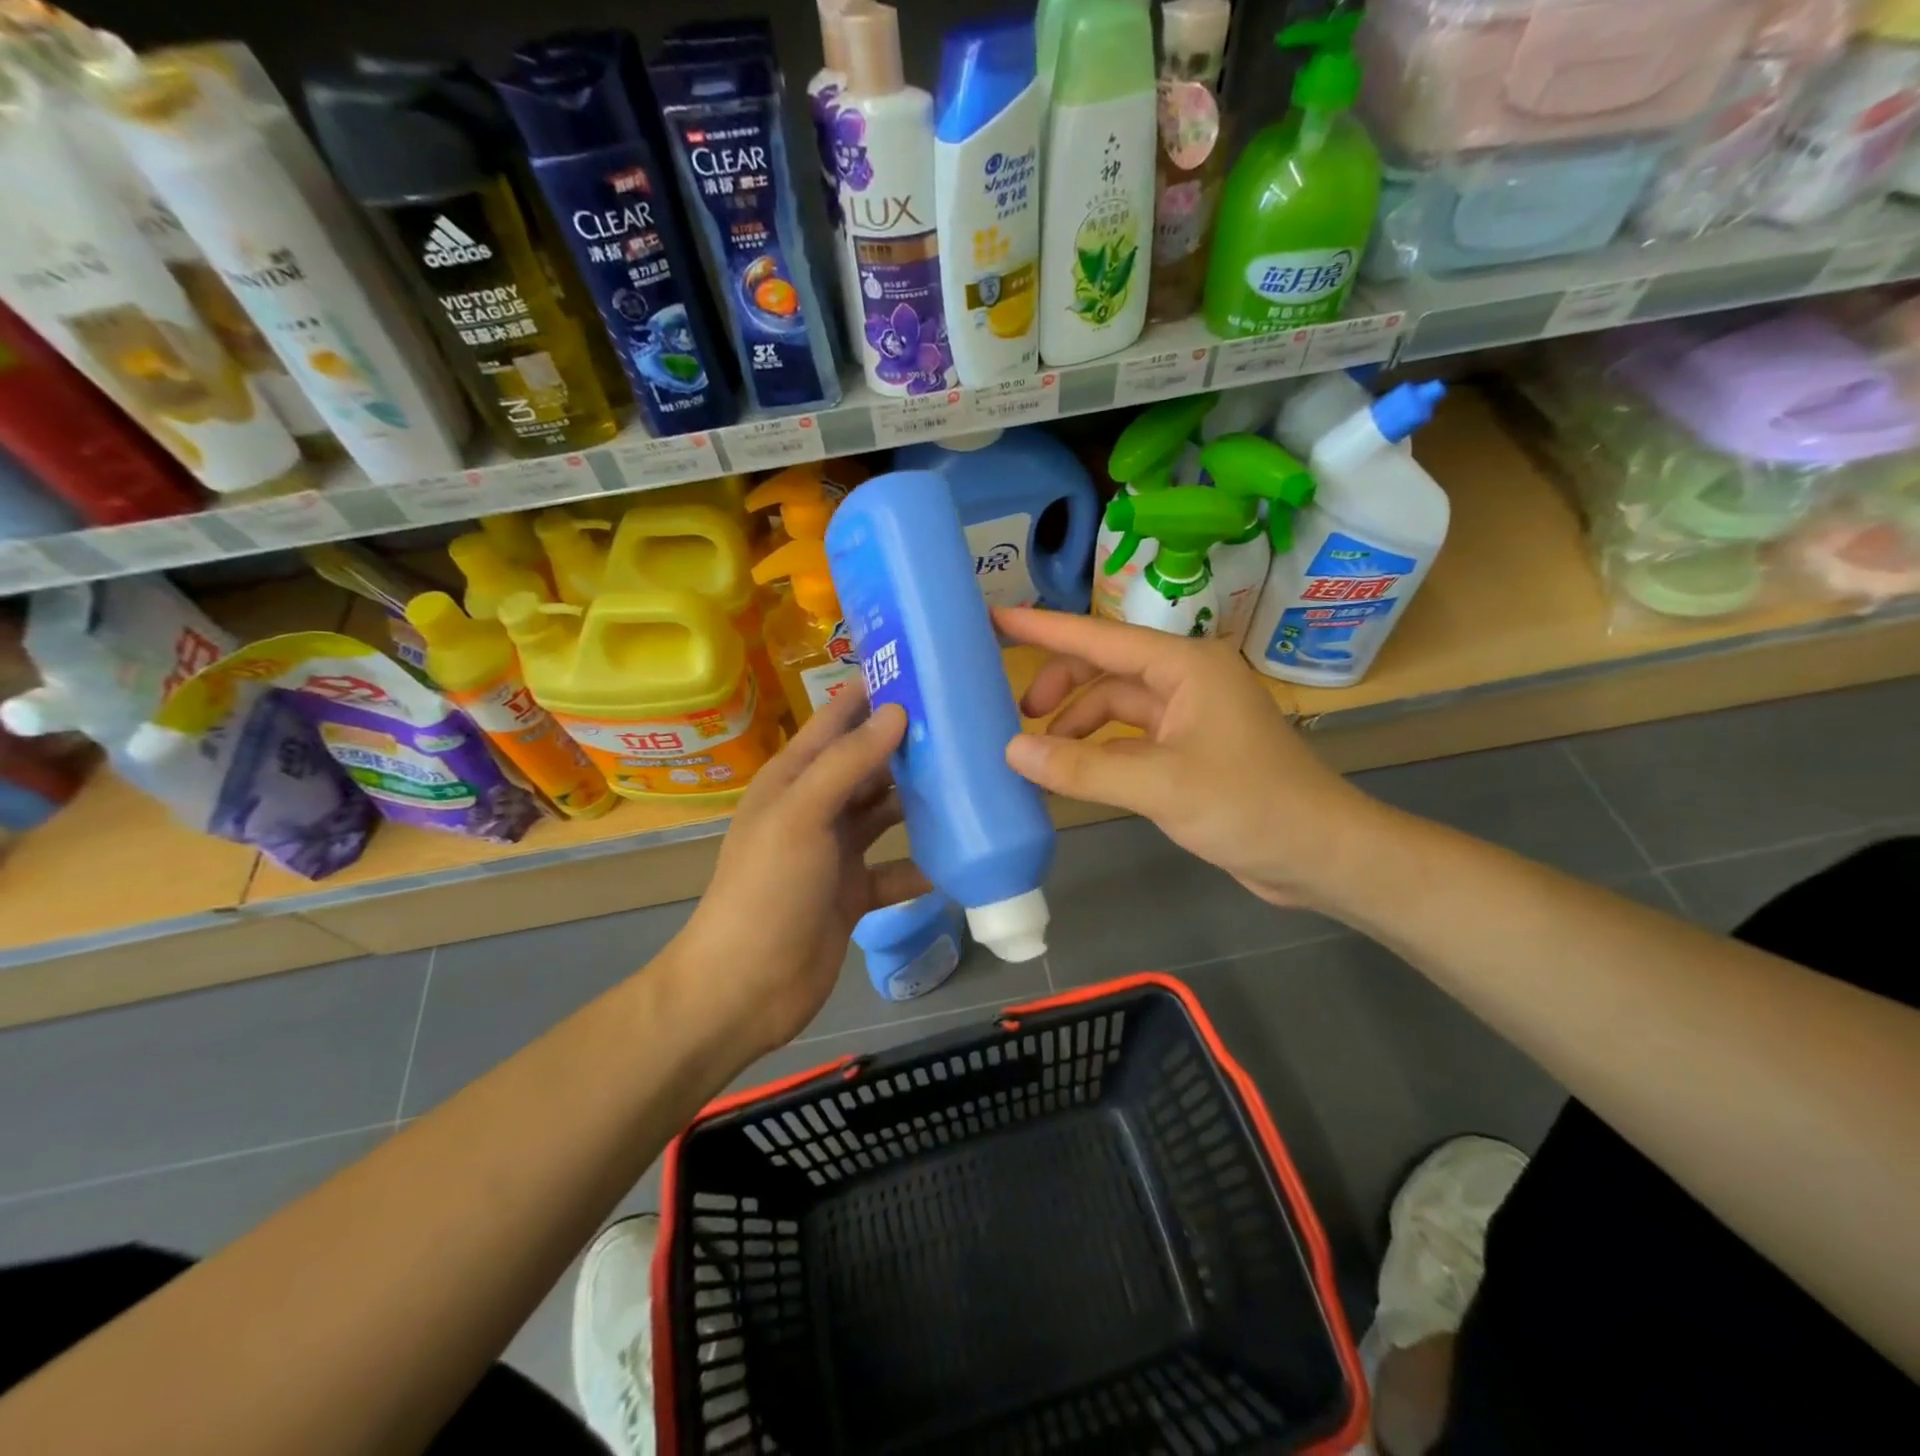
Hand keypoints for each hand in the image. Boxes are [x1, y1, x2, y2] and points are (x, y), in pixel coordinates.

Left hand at [674, 690, 929, 1056]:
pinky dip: (922, 865)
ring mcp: (834, 852)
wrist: (746, 988)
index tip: (923, 670)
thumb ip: (849, 762)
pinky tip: (959, 858)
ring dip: (920, 802)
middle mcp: (815, 808)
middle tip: (965, 726)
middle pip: (867, 765)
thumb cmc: (768, 890)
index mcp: (793, 779)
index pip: (836, 720)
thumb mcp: (802, 816)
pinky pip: (896, 869)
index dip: (873, 693)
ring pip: (885, 814)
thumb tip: (898, 712)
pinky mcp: (853, 892)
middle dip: (909, 746)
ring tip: (972, 781)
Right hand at [996, 607, 1377, 909]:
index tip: (997, 620)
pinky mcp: (1188, 752)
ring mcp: (1188, 717)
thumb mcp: (1161, 786)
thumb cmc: (1250, 806)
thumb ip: (1083, 768)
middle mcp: (1185, 681)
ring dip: (1077, 724)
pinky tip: (1073, 772)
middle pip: (1106, 669)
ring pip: (1115, 706)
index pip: (1100, 638)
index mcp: (1185, 667)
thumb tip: (1012, 751)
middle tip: (1018, 715)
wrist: (1320, 855)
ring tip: (1039, 753)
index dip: (1045, 629)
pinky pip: (1128, 739)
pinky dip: (1097, 751)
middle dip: (1061, 685)